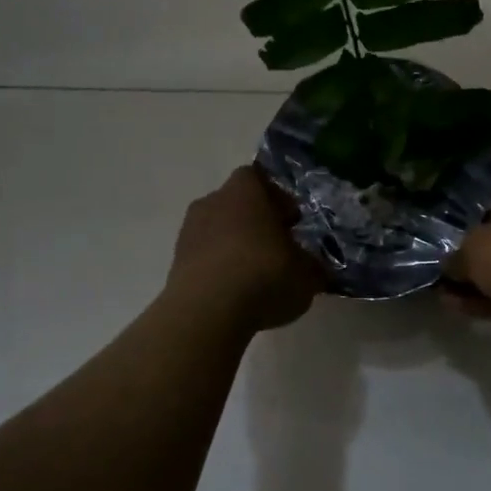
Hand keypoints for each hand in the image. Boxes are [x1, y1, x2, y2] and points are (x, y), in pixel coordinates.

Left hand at [166, 166, 324, 332]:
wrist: (207, 312)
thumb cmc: (264, 275)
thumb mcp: (307, 274)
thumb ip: (312, 266)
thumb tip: (314, 268)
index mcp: (245, 191)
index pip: (259, 179)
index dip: (277, 198)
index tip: (291, 221)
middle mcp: (213, 202)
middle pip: (237, 204)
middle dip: (256, 223)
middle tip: (278, 248)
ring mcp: (189, 232)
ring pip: (218, 230)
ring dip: (235, 246)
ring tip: (256, 275)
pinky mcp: (176, 263)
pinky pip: (205, 257)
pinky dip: (220, 268)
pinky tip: (236, 292)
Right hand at [442, 198, 490, 365]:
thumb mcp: (476, 245)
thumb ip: (458, 254)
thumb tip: (447, 265)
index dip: (472, 227)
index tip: (446, 241)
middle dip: (470, 260)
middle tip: (438, 268)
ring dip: (471, 285)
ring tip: (437, 289)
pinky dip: (479, 304)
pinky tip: (451, 306)